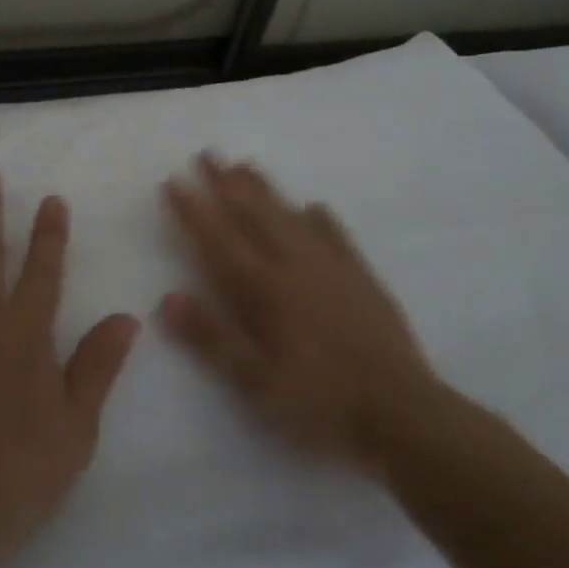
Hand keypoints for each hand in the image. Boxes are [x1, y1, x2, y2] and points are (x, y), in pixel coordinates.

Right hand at [160, 153, 448, 474]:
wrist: (402, 413)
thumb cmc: (320, 404)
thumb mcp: (255, 384)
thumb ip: (211, 338)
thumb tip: (166, 298)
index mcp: (263, 289)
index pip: (217, 239)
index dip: (193, 210)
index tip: (173, 180)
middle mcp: (293, 265)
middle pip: (253, 214)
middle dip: (226, 183)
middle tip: (207, 153)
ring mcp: (331, 267)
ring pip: (290, 216)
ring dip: (265, 189)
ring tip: (245, 165)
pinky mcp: (361, 277)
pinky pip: (335, 235)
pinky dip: (319, 218)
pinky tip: (313, 206)